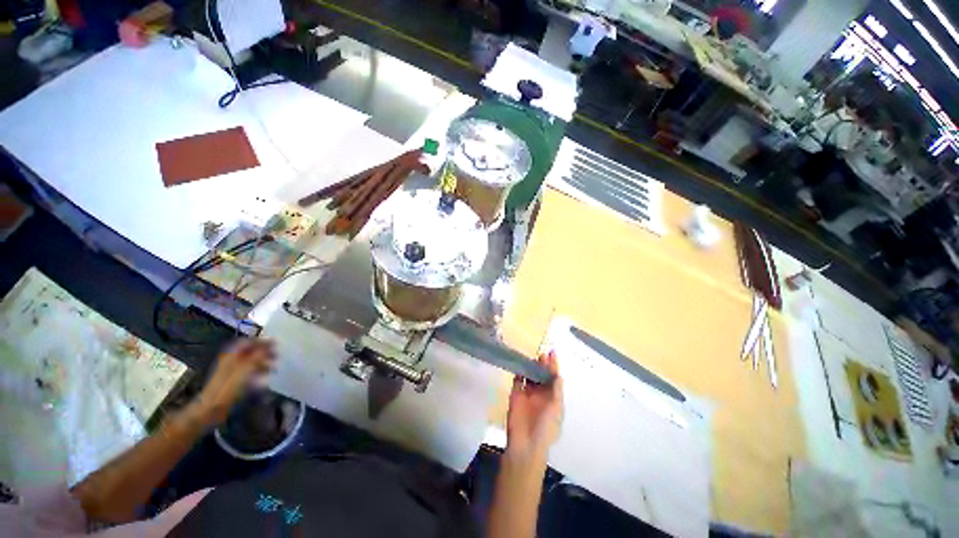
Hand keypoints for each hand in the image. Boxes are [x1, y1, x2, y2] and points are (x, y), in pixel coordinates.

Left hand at [195, 338, 276, 424]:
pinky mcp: (233, 381)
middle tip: (277, 355)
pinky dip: (258, 372)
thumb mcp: (245, 369)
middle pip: (250, 352)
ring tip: (274, 367)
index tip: (275, 343)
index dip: (261, 341)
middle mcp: (231, 361)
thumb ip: (258, 355)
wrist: (212, 408)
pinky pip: (248, 372)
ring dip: (263, 363)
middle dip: (264, 352)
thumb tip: (271, 342)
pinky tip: (264, 378)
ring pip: (250, 362)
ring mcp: (231, 371)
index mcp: (232, 355)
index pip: (247, 342)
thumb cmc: (228, 387)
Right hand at [506, 350, 563, 458]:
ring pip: (530, 375)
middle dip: (542, 364)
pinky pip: (518, 380)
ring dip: (531, 366)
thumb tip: (559, 375)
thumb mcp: (556, 408)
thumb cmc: (546, 428)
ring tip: (532, 357)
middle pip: (542, 375)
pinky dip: (519, 372)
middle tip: (542, 353)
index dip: (553, 366)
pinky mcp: (516, 394)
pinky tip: (520, 364)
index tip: (552, 353)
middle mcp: (541, 394)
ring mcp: (528, 394)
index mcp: (553, 398)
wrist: (526, 443)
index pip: (553, 378)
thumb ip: (557, 390)